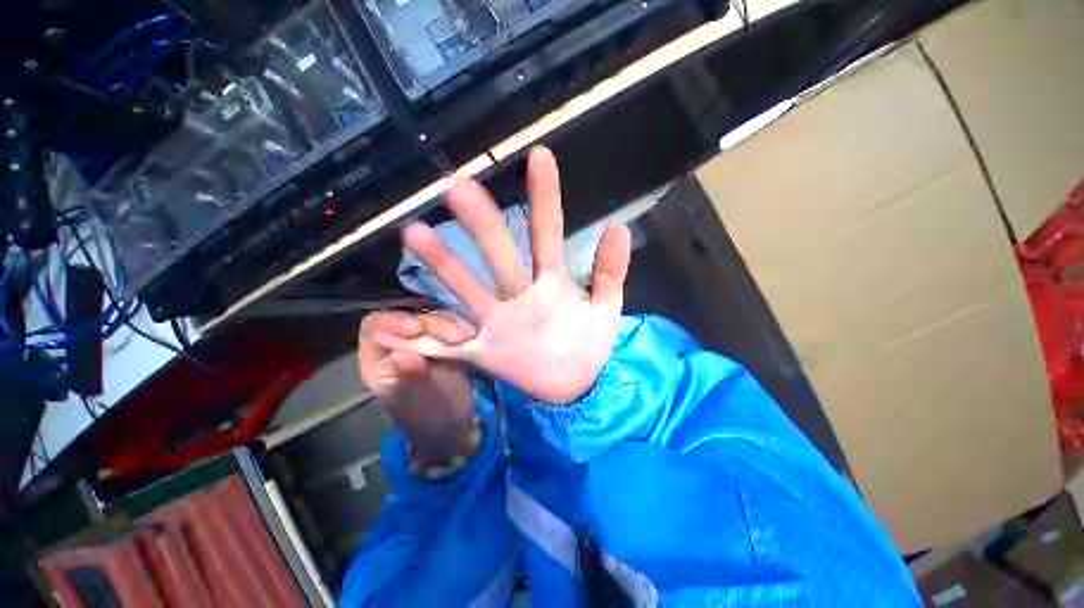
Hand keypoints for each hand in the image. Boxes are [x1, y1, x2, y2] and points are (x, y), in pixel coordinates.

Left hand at [359, 311, 478, 463]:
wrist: (455, 425)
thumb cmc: (427, 418)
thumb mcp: (416, 401)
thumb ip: (409, 377)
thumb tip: (402, 355)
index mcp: (378, 360)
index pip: (376, 327)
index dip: (395, 322)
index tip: (419, 330)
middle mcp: (398, 344)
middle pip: (410, 317)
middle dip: (433, 324)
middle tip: (458, 337)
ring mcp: (424, 340)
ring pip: (433, 317)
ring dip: (451, 324)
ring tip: (468, 337)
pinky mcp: (445, 340)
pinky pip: (452, 324)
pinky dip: (462, 327)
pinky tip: (471, 335)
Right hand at [377, 146, 631, 405]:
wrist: (576, 385)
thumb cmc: (591, 344)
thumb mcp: (607, 307)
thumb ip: (611, 270)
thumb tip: (618, 224)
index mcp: (553, 284)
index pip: (547, 233)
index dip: (545, 197)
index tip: (540, 154)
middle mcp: (521, 296)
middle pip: (500, 254)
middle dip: (482, 221)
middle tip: (457, 186)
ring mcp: (500, 323)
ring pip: (469, 290)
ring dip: (445, 265)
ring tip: (415, 233)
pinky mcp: (486, 353)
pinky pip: (450, 348)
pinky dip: (423, 342)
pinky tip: (394, 330)